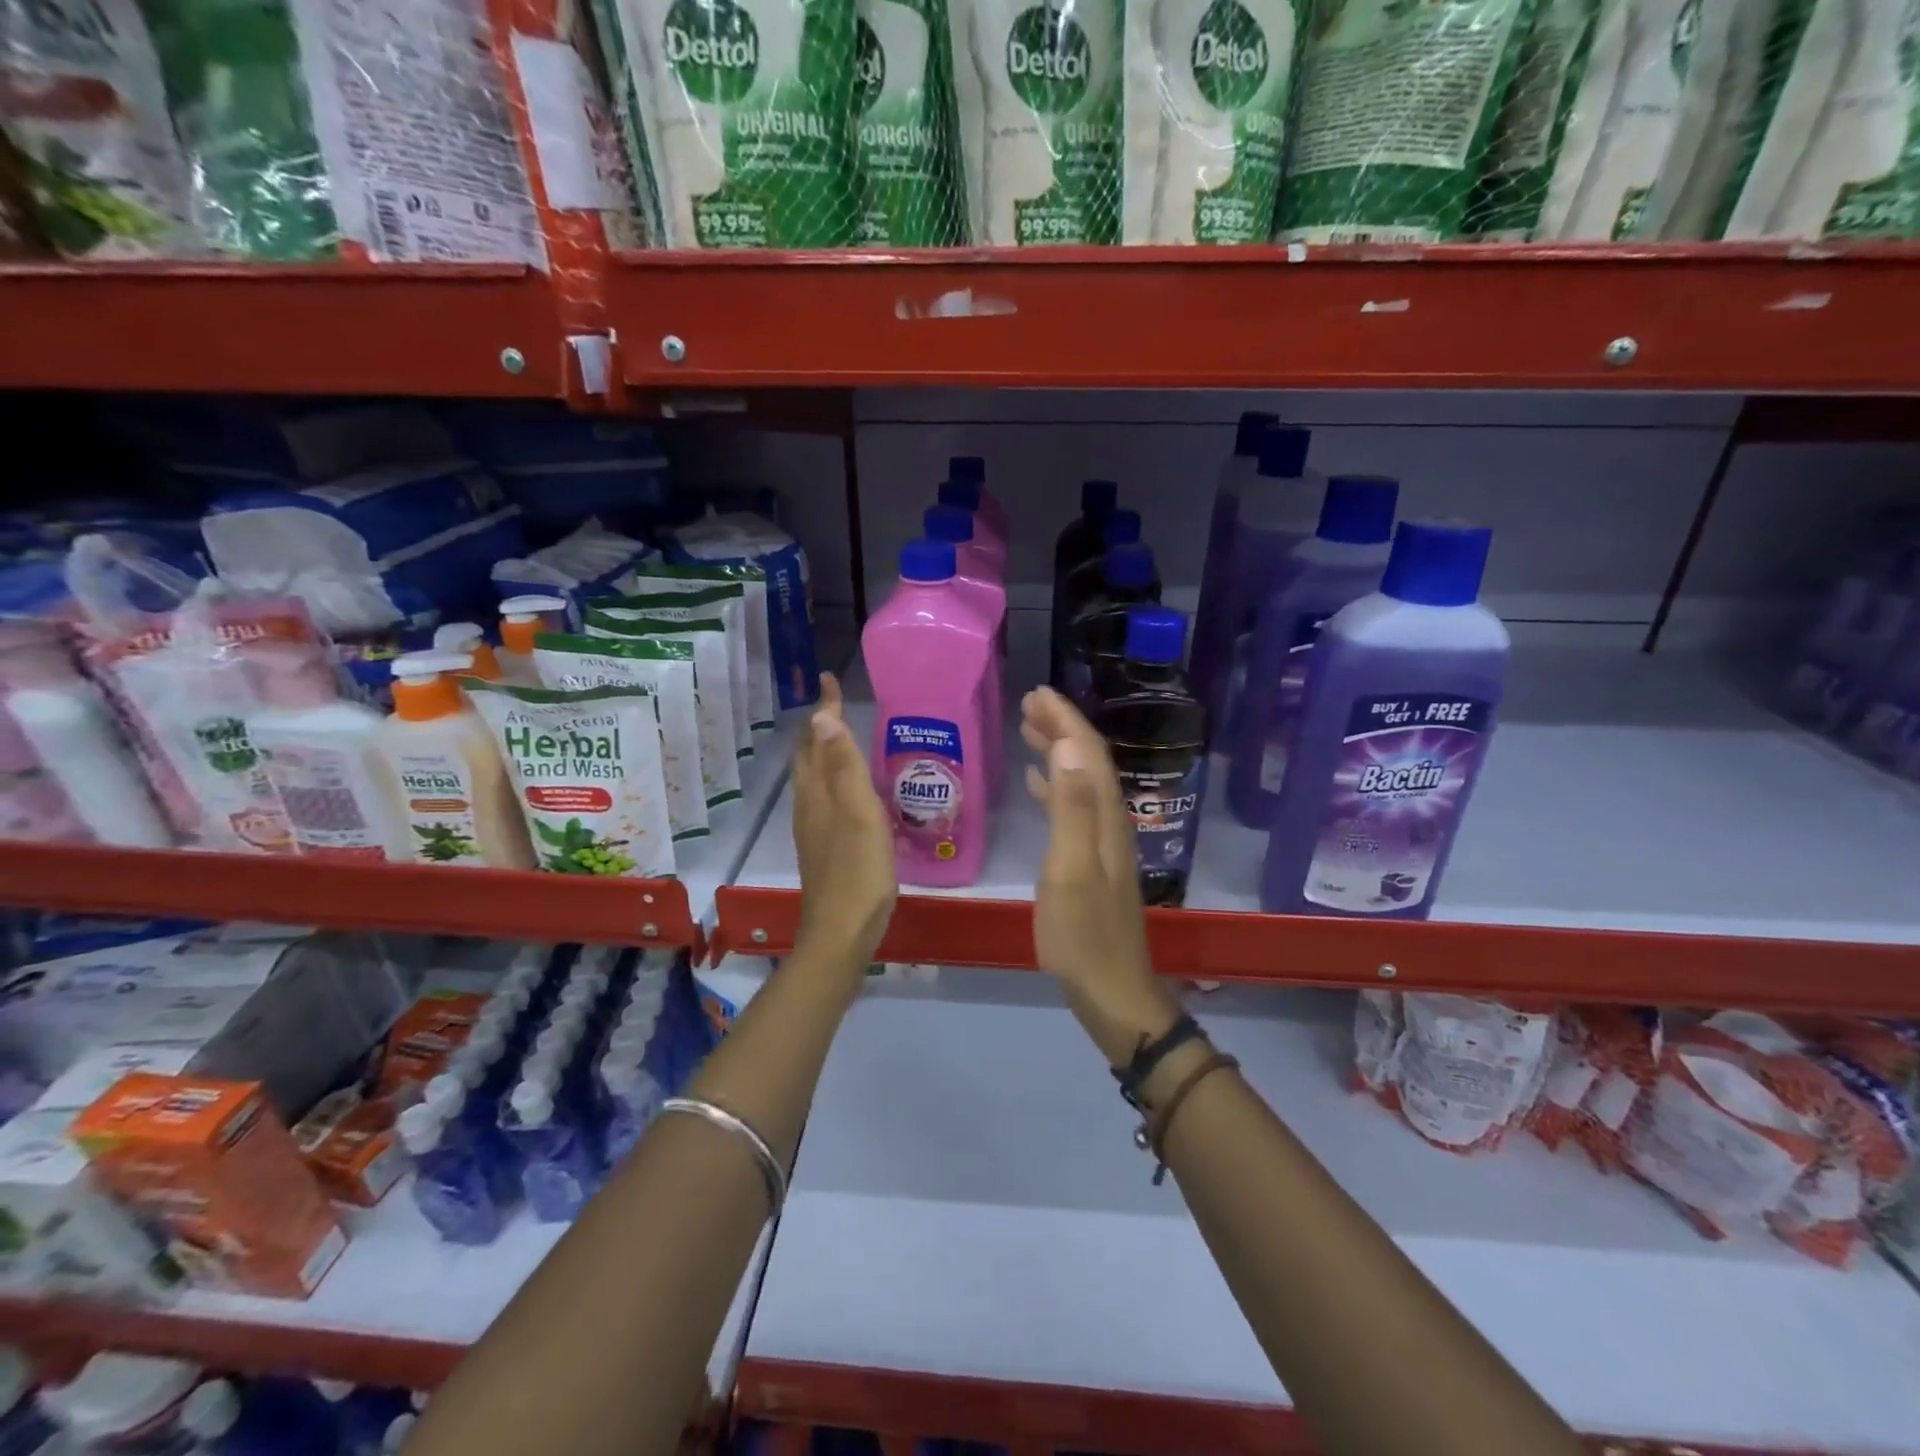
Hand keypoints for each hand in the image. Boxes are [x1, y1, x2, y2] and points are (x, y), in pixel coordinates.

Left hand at [791, 672, 896, 970]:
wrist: (841, 931)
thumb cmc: (858, 871)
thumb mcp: (859, 813)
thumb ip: (844, 766)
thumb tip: (821, 716)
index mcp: (818, 792)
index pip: (818, 738)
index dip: (824, 709)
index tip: (827, 678)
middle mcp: (809, 805)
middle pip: (807, 757)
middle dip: (817, 727)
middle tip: (832, 704)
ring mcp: (813, 828)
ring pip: (812, 777)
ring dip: (821, 751)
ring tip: (837, 737)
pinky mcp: (823, 846)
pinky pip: (822, 797)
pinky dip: (829, 777)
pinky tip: (846, 789)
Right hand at [1021, 687, 1157, 1008]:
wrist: (1111, 990)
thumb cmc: (1082, 933)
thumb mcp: (1070, 869)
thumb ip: (1070, 808)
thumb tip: (1066, 747)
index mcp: (1104, 819)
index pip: (1087, 754)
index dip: (1065, 720)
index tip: (1038, 693)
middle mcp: (1109, 822)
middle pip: (1087, 762)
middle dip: (1062, 728)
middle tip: (1029, 703)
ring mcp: (1101, 843)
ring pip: (1080, 782)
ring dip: (1058, 752)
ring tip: (1029, 730)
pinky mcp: (1091, 861)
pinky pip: (1073, 808)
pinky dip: (1055, 787)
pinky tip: (1036, 783)